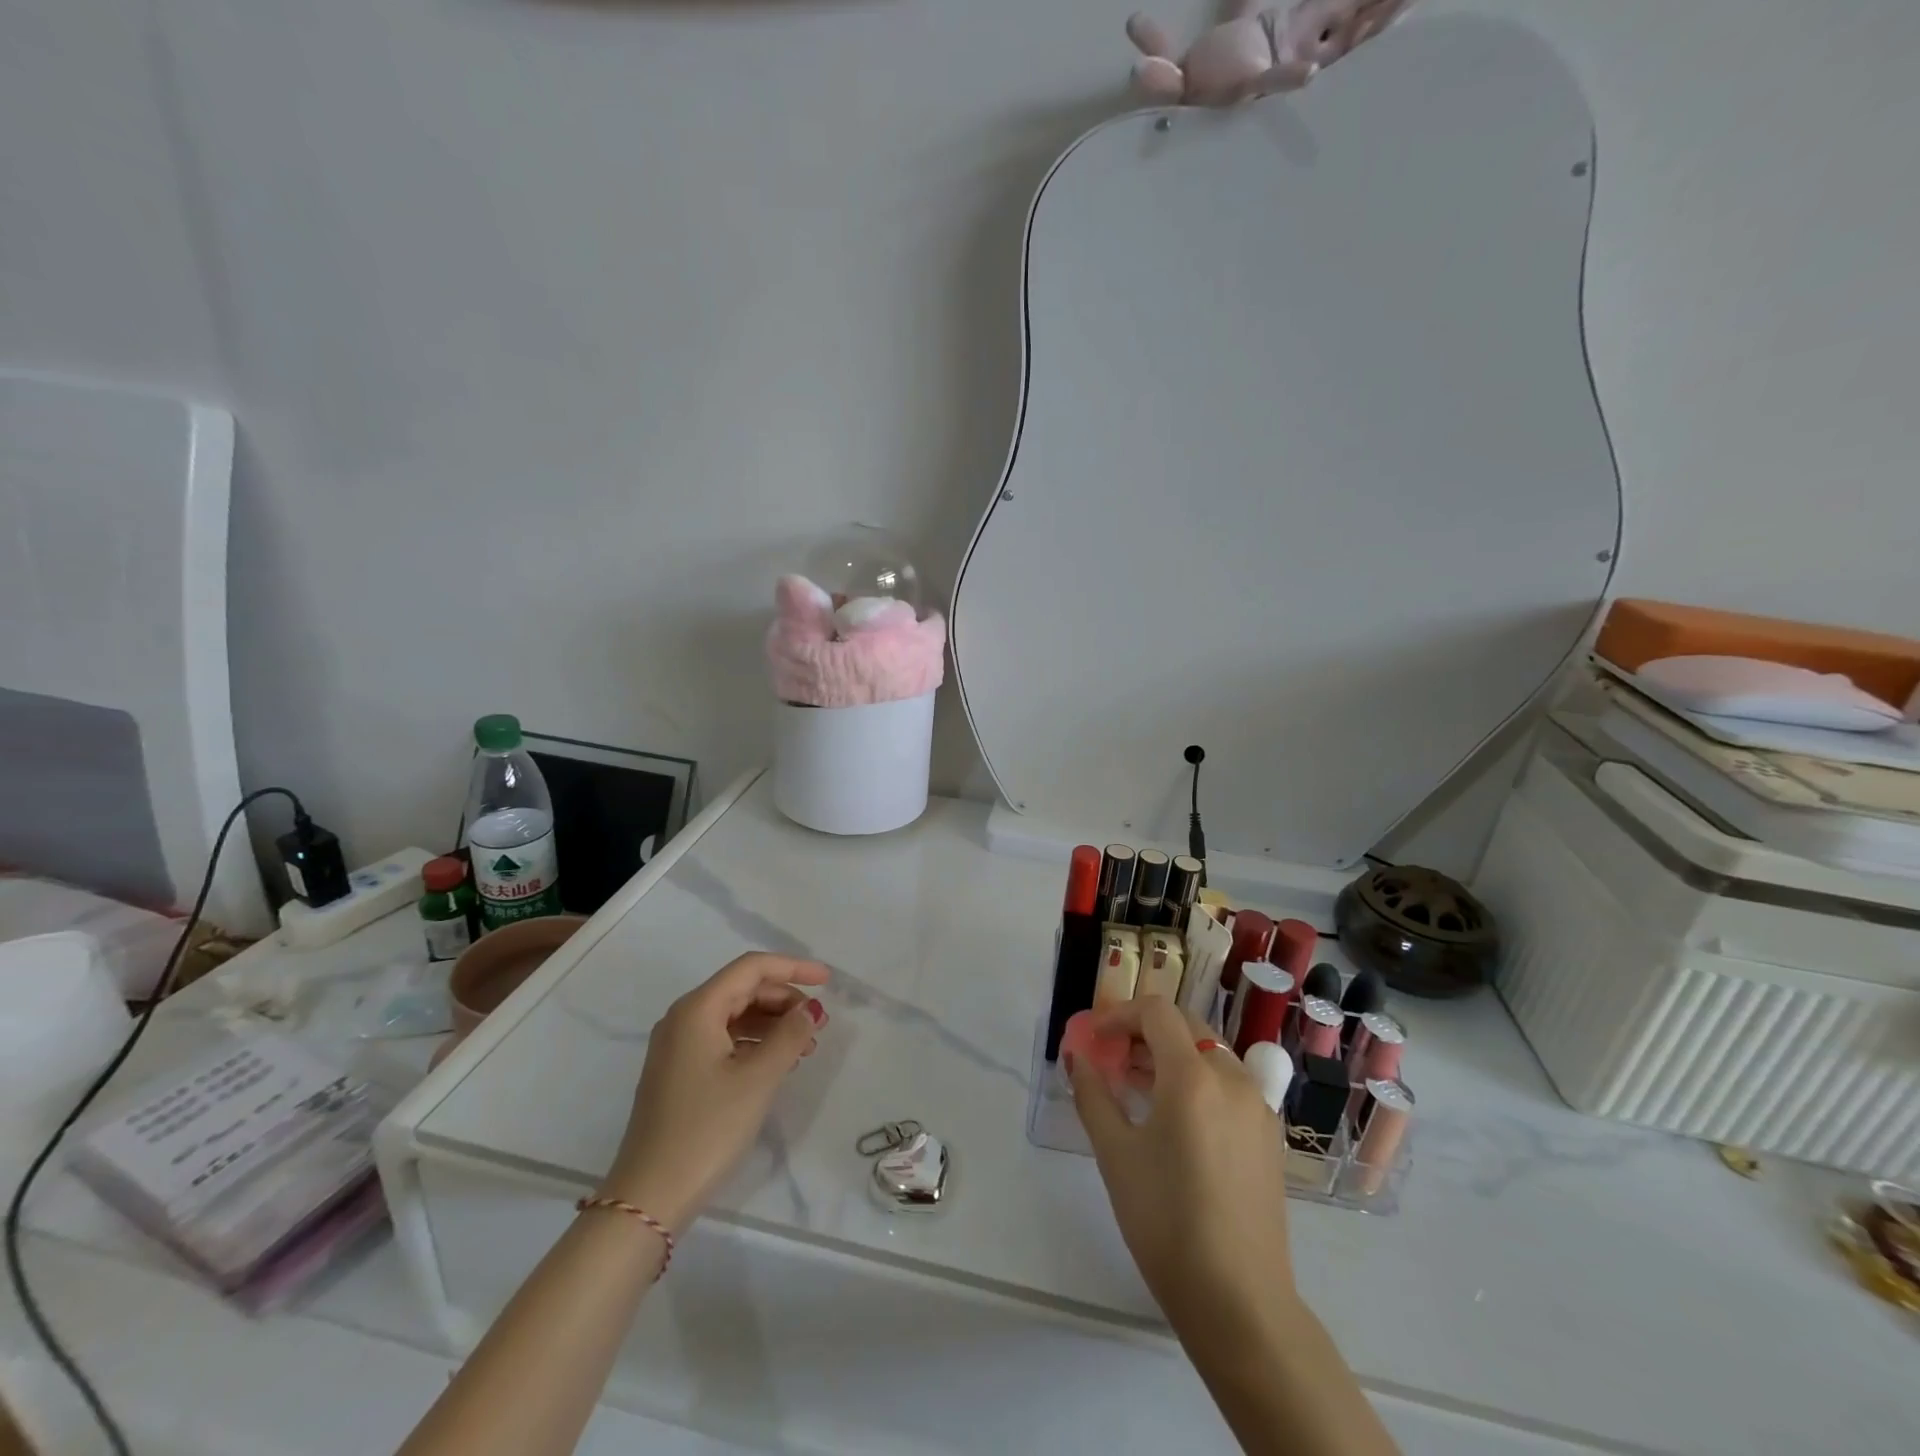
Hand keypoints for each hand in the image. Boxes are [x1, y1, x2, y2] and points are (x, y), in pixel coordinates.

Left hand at [602, 953, 828, 1230]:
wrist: (650, 1197)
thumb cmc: (707, 1129)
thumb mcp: (758, 1079)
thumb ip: (789, 1036)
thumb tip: (809, 1010)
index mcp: (697, 1009)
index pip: (751, 968)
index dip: (793, 968)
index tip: (828, 981)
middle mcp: (684, 1018)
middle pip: (743, 989)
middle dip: (785, 999)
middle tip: (819, 1024)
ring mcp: (678, 1047)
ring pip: (735, 1015)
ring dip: (773, 1023)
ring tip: (806, 1047)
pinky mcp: (680, 1072)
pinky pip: (724, 1039)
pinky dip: (755, 1042)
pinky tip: (778, 1063)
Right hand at [1068, 996, 1294, 1324]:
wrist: (1239, 1300)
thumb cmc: (1166, 1221)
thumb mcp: (1115, 1155)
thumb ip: (1093, 1095)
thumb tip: (1077, 1057)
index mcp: (1193, 1077)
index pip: (1157, 1013)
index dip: (1120, 1014)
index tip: (1095, 1037)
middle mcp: (1232, 1078)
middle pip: (1187, 1025)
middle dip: (1145, 1030)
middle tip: (1113, 1056)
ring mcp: (1257, 1106)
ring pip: (1210, 1053)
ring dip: (1172, 1053)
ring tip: (1137, 1086)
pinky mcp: (1268, 1134)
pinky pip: (1229, 1083)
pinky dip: (1198, 1079)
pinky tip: (1175, 1117)